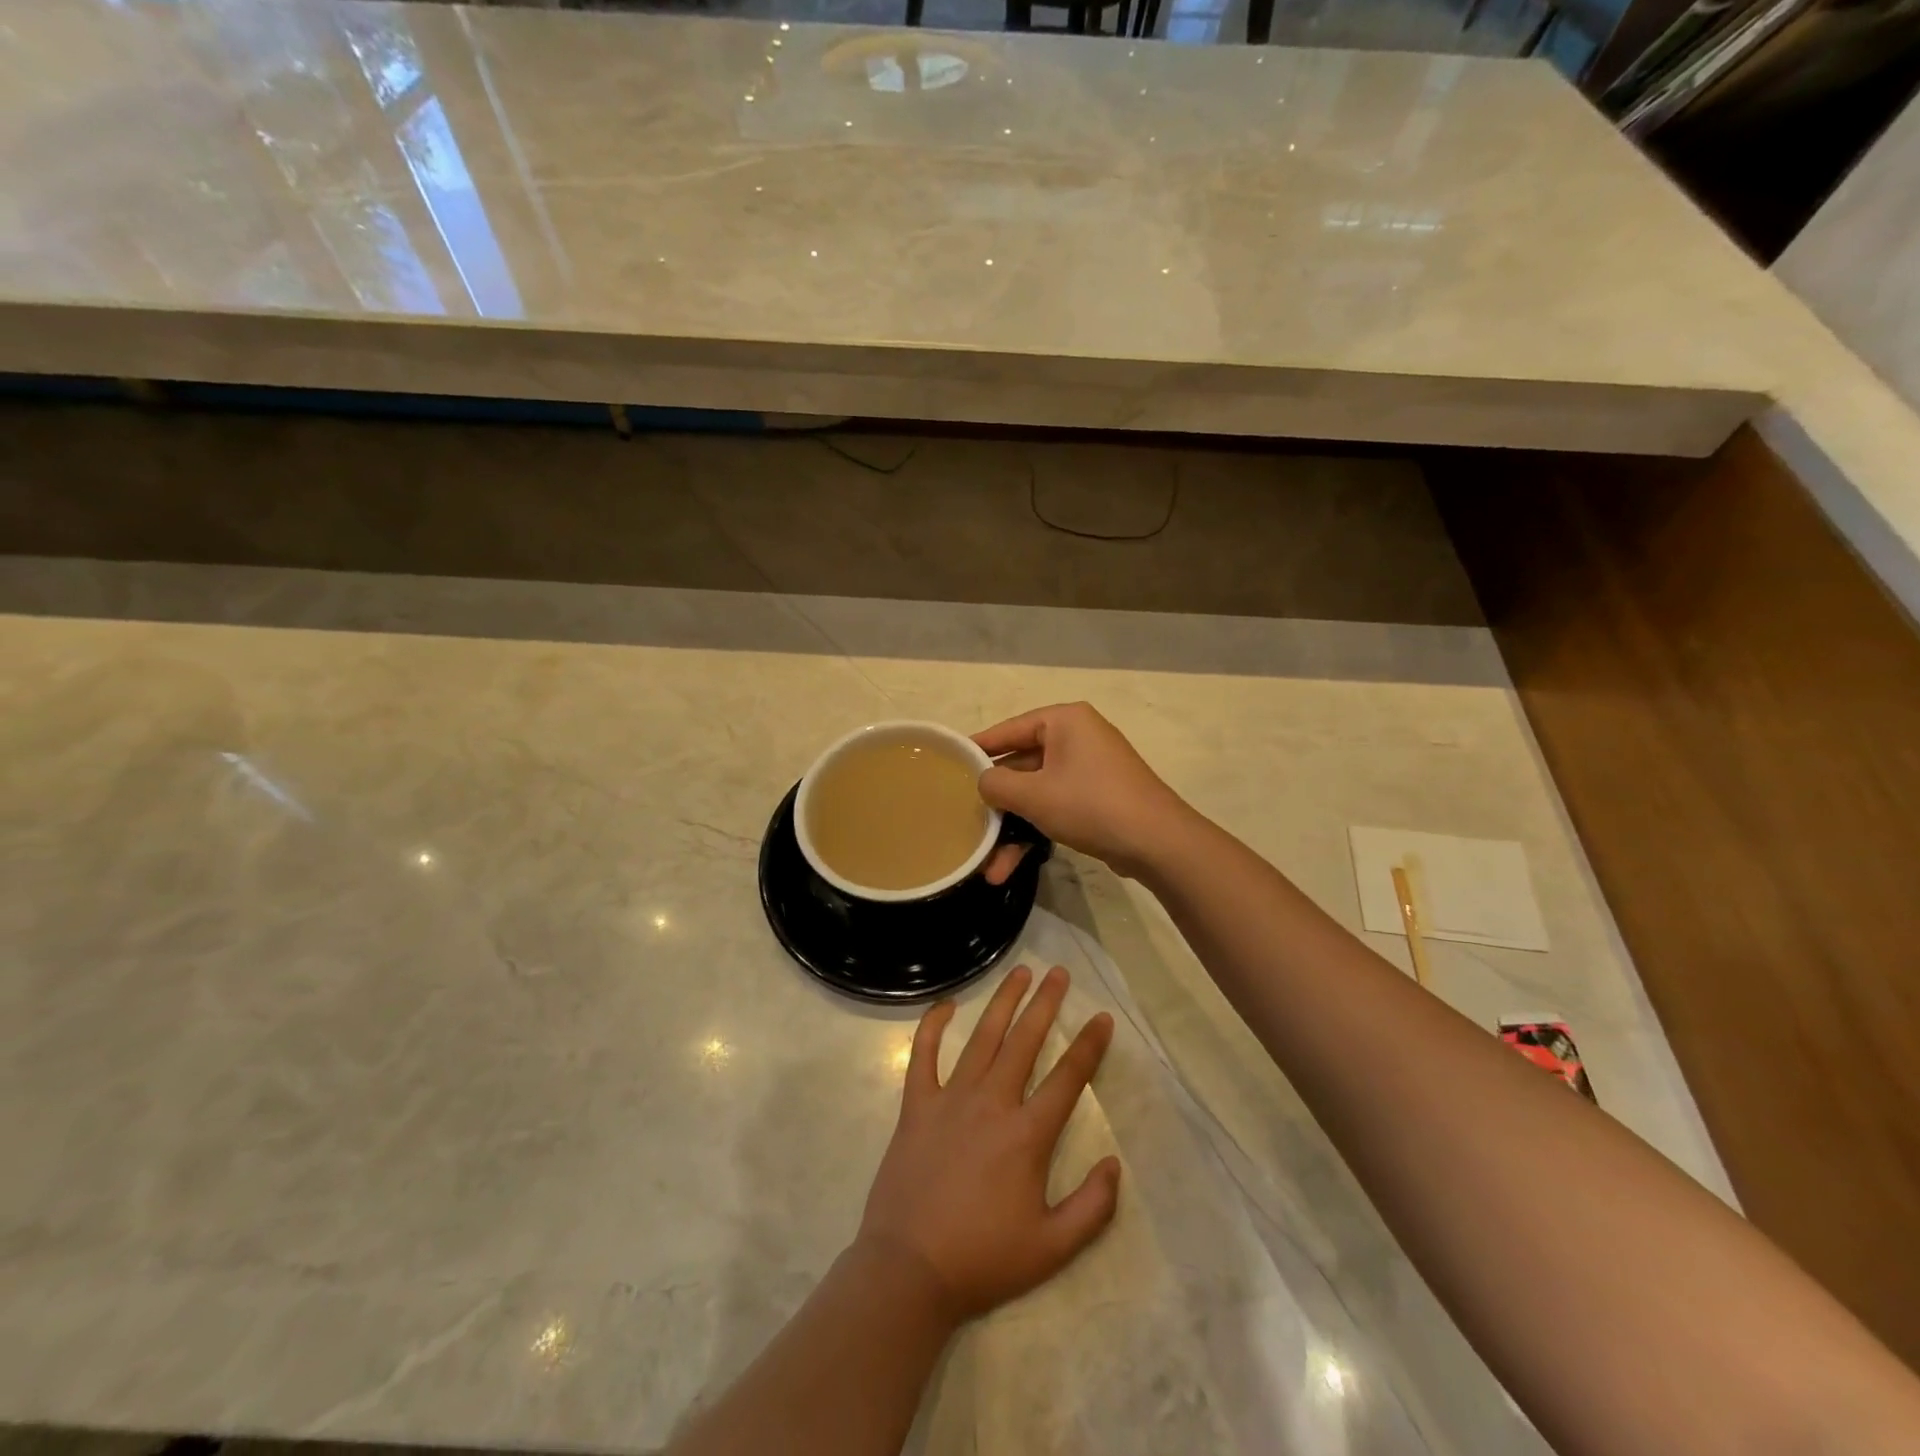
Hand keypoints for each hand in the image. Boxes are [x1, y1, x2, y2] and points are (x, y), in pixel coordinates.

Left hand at [857, 965, 1119, 1322]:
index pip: (1067, 1078)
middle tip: (1060, 973)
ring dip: (1003, 1001)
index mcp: (1027, 1134)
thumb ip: (1092, 1207)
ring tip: (1020, 971)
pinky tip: (946, 1004)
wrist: (910, 1270)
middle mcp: (992, 1102)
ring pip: (983, 1037)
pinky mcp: (916, 1105)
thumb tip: (1114, 1163)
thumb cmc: (984, 1259)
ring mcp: (950, 1098)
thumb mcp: (1053, 1248)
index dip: (1089, 1045)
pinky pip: (924, 1054)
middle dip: (1046, 1003)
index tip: (1103, 1018)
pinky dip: (933, 1025)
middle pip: (1025, 1041)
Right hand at [975, 702, 1191, 879]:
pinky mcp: (1097, 798)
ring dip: (1013, 827)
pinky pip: (1055, 806)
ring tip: (987, 863)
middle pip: (1021, 764)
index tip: (948, 762)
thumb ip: (997, 783)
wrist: (1157, 842)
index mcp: (1064, 721)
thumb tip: (983, 782)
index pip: (1008, 729)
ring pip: (1037, 793)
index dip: (977, 747)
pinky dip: (1035, 830)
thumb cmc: (1091, 804)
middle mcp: (1077, 737)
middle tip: (964, 815)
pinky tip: (1011, 864)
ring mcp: (1089, 769)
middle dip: (995, 801)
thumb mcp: (1034, 794)